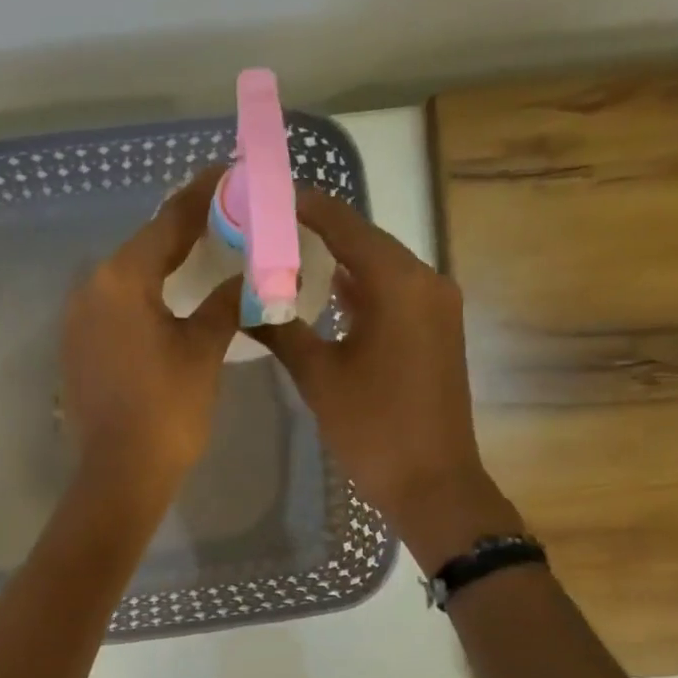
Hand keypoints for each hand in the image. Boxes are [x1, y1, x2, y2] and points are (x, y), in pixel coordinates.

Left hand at [60, 167, 239, 508]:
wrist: (119, 474)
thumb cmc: (167, 410)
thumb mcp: (204, 351)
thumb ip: (225, 303)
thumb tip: (248, 278)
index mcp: (122, 280)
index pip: (169, 221)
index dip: (204, 195)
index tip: (231, 173)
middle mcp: (91, 289)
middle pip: (146, 245)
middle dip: (187, 228)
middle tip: (228, 214)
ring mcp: (79, 319)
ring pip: (129, 276)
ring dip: (166, 263)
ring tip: (207, 252)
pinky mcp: (78, 346)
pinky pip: (117, 305)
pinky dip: (147, 294)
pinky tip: (172, 298)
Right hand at [250, 191, 520, 570]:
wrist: (433, 482)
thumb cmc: (373, 428)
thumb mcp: (318, 377)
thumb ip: (279, 330)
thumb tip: (241, 301)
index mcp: (399, 284)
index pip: (346, 225)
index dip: (305, 207)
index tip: (267, 195)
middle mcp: (426, 282)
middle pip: (365, 241)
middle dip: (318, 232)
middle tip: (268, 228)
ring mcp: (436, 307)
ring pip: (380, 268)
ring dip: (339, 262)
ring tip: (288, 255)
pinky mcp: (436, 330)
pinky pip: (393, 294)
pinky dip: (359, 289)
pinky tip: (325, 294)